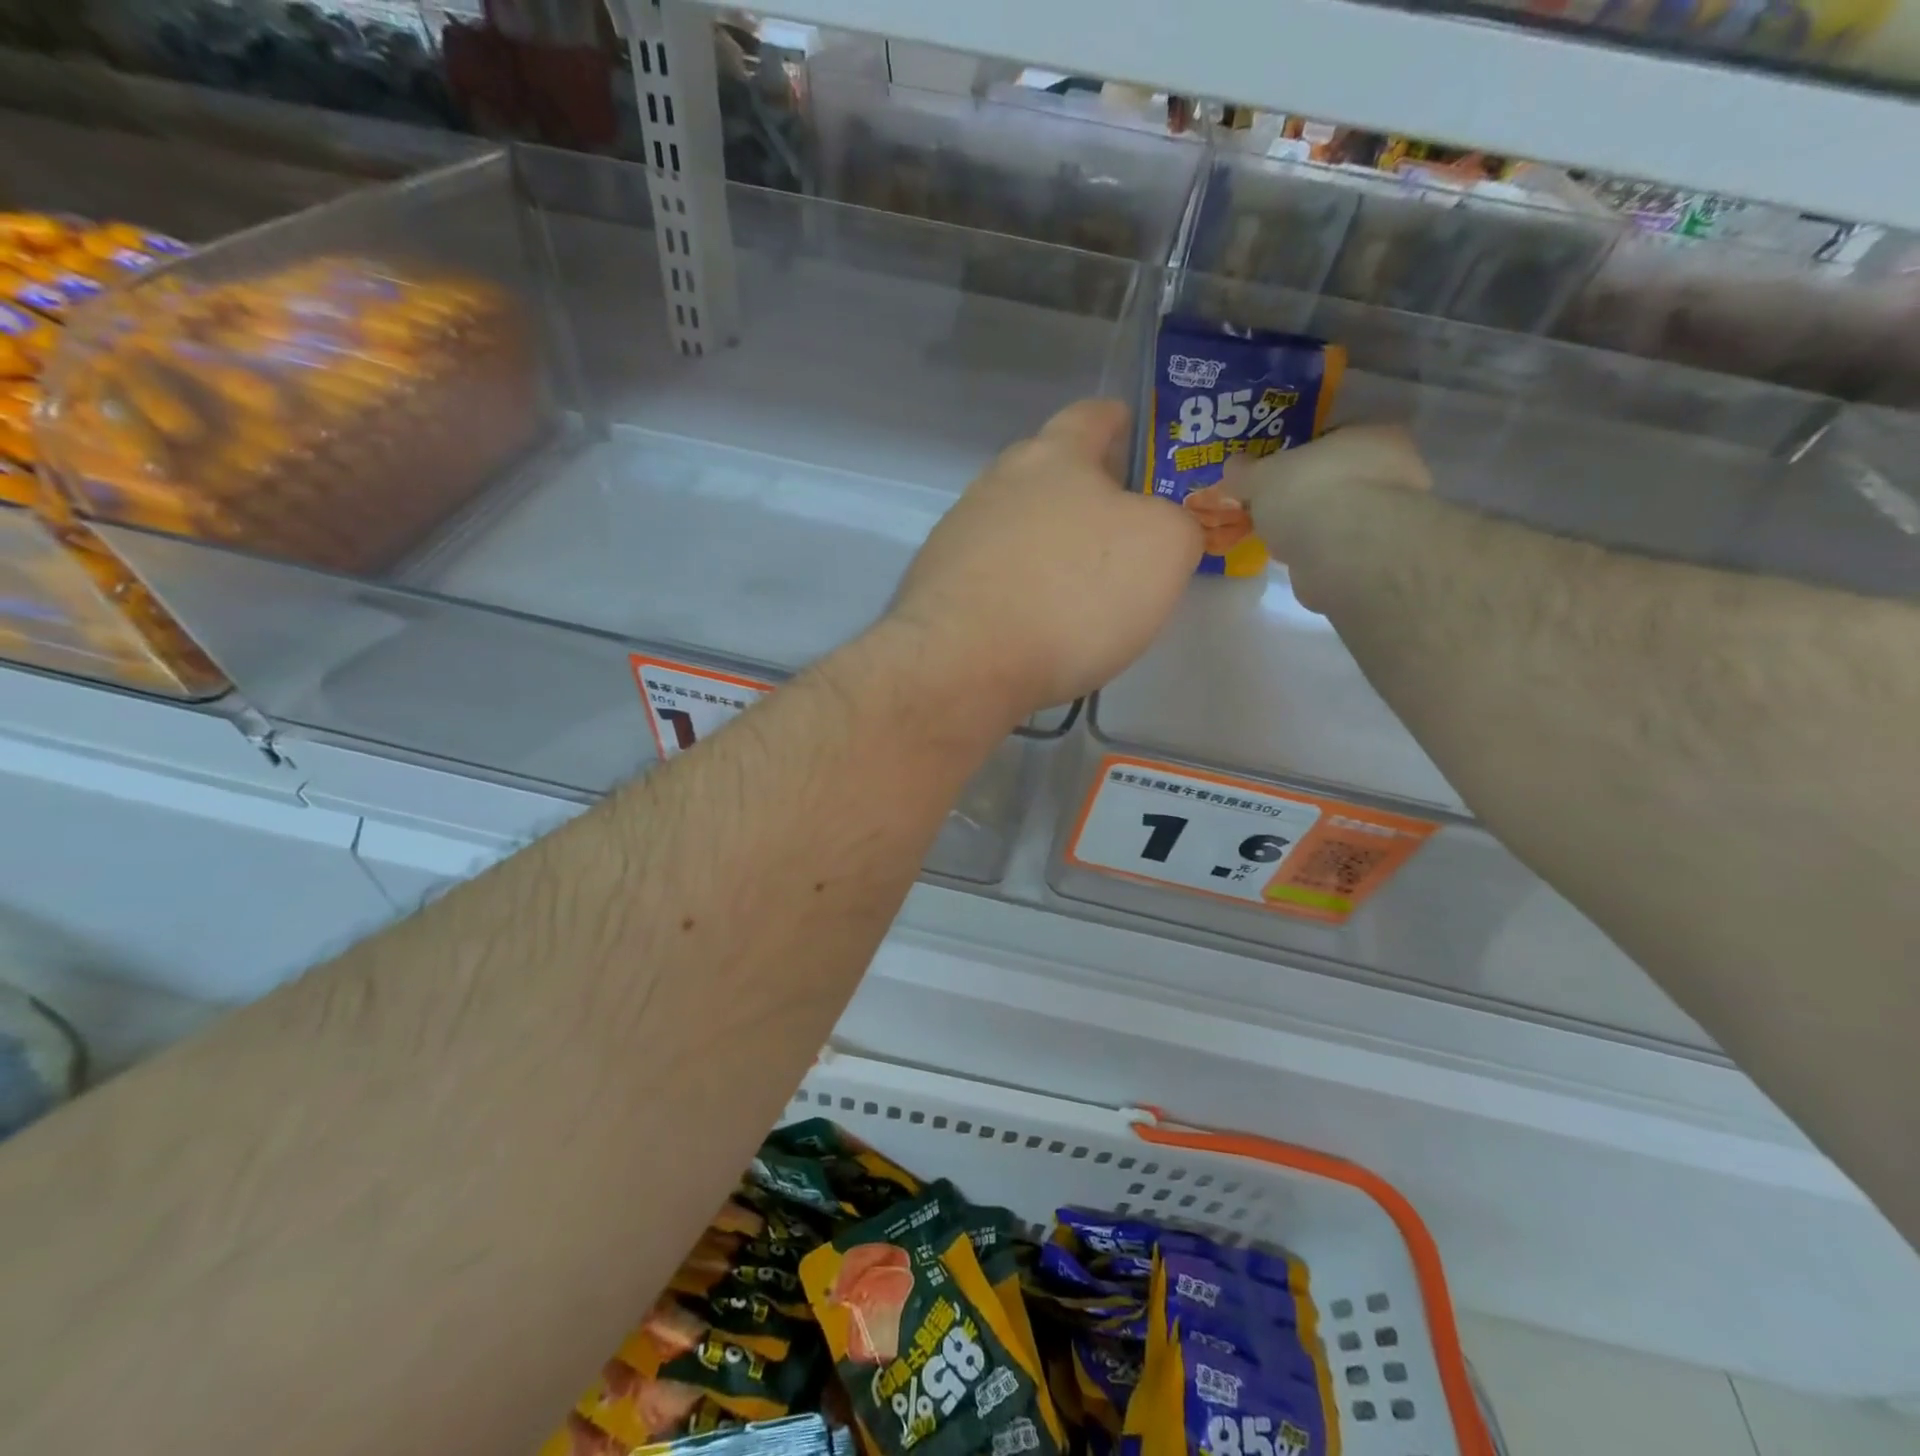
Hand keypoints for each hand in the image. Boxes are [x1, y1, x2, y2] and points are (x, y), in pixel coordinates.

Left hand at [888, 399, 1202, 720]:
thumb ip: (1176, 524)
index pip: (1090, 417)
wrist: (965, 661)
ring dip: (1045, 543)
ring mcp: (959, 534)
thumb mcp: (1163, 550)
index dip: (1116, 422)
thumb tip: (1162, 529)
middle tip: (1116, 526)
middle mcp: (997, 483)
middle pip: (1046, 473)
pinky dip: (1016, 587)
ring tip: (1075, 586)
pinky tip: (1032, 622)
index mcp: (1054, 457)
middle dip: (1081, 491)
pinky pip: (992, 574)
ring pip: (1016, 525)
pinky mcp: (937, 585)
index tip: (1130, 432)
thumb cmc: (1074, 593)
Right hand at [1236, 424, 1431, 612]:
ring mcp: (1393, 517)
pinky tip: (1301, 563)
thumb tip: (1233, 467)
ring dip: (1317, 528)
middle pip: (1342, 479)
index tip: (1277, 477)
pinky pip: (1343, 550)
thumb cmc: (1308, 493)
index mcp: (1373, 435)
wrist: (1342, 551)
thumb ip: (1245, 472)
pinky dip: (1323, 556)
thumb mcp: (1261, 476)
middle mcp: (1396, 470)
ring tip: (1284, 541)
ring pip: (1344, 517)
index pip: (1335, 439)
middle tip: (1277, 510)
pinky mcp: (1381, 558)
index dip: (1303, 457)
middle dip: (1311, 495)